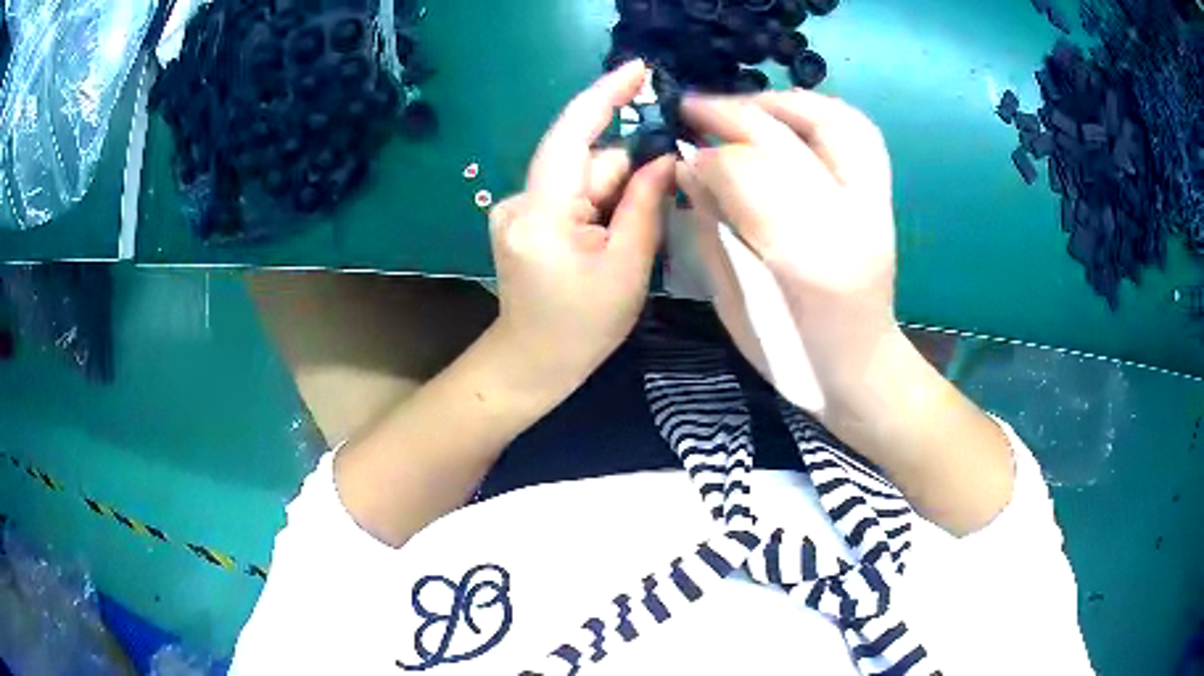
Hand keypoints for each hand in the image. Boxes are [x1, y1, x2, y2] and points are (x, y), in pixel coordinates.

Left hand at [488, 60, 675, 404]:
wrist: (531, 362)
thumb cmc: (582, 327)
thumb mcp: (627, 269)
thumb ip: (644, 205)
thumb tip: (665, 157)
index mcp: (541, 213)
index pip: (573, 135)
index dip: (605, 96)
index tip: (638, 69)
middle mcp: (518, 199)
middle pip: (585, 161)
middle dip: (621, 179)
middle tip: (637, 226)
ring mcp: (515, 207)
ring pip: (580, 178)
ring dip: (609, 198)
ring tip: (615, 248)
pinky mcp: (520, 216)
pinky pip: (569, 193)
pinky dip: (593, 206)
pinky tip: (597, 243)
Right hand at [675, 89, 900, 416]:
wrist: (862, 368)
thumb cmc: (790, 353)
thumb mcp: (735, 301)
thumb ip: (712, 228)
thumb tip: (689, 165)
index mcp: (806, 260)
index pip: (746, 175)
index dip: (707, 157)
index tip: (681, 153)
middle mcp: (849, 221)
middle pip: (786, 139)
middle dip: (730, 113)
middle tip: (692, 106)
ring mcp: (875, 205)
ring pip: (834, 121)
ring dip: (780, 100)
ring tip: (743, 104)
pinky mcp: (884, 198)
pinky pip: (860, 133)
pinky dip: (823, 112)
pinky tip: (791, 115)